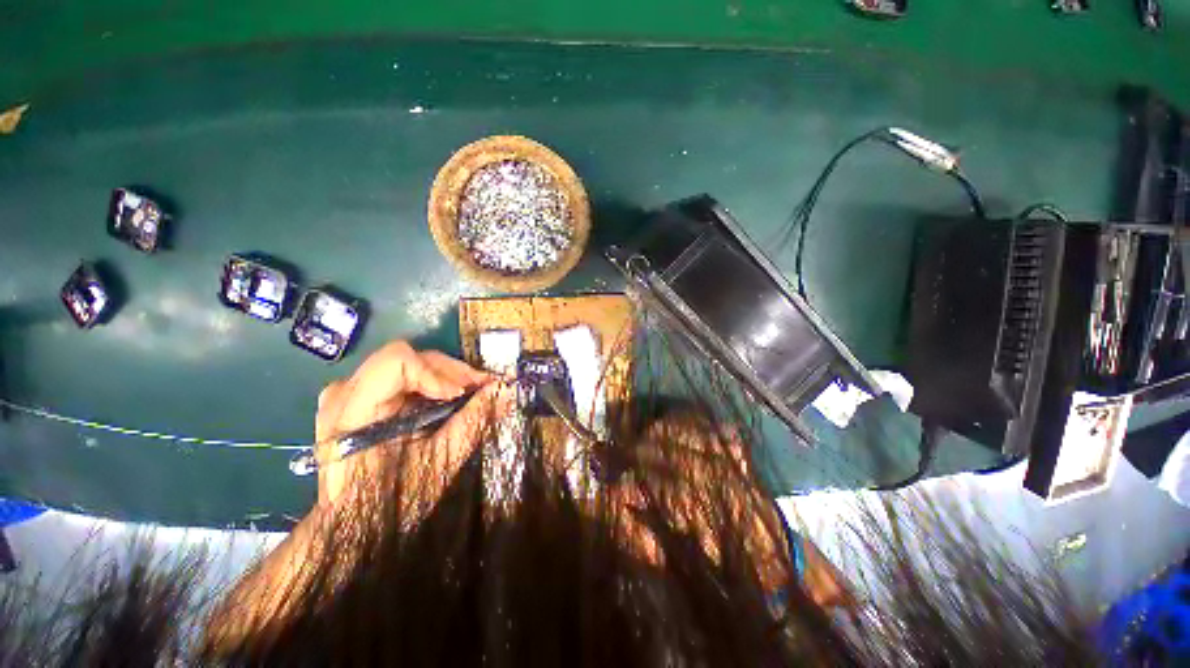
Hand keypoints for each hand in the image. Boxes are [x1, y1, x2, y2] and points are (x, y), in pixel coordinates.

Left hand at [314, 341, 507, 507]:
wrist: (352, 521)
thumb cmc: (391, 499)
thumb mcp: (437, 460)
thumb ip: (472, 420)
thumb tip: (505, 390)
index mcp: (352, 411)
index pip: (396, 361)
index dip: (437, 372)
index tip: (465, 392)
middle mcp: (344, 391)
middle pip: (408, 358)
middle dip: (452, 372)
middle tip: (485, 388)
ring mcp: (350, 391)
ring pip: (409, 363)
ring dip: (447, 376)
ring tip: (473, 393)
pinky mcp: (360, 395)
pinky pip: (405, 375)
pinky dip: (434, 383)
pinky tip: (452, 397)